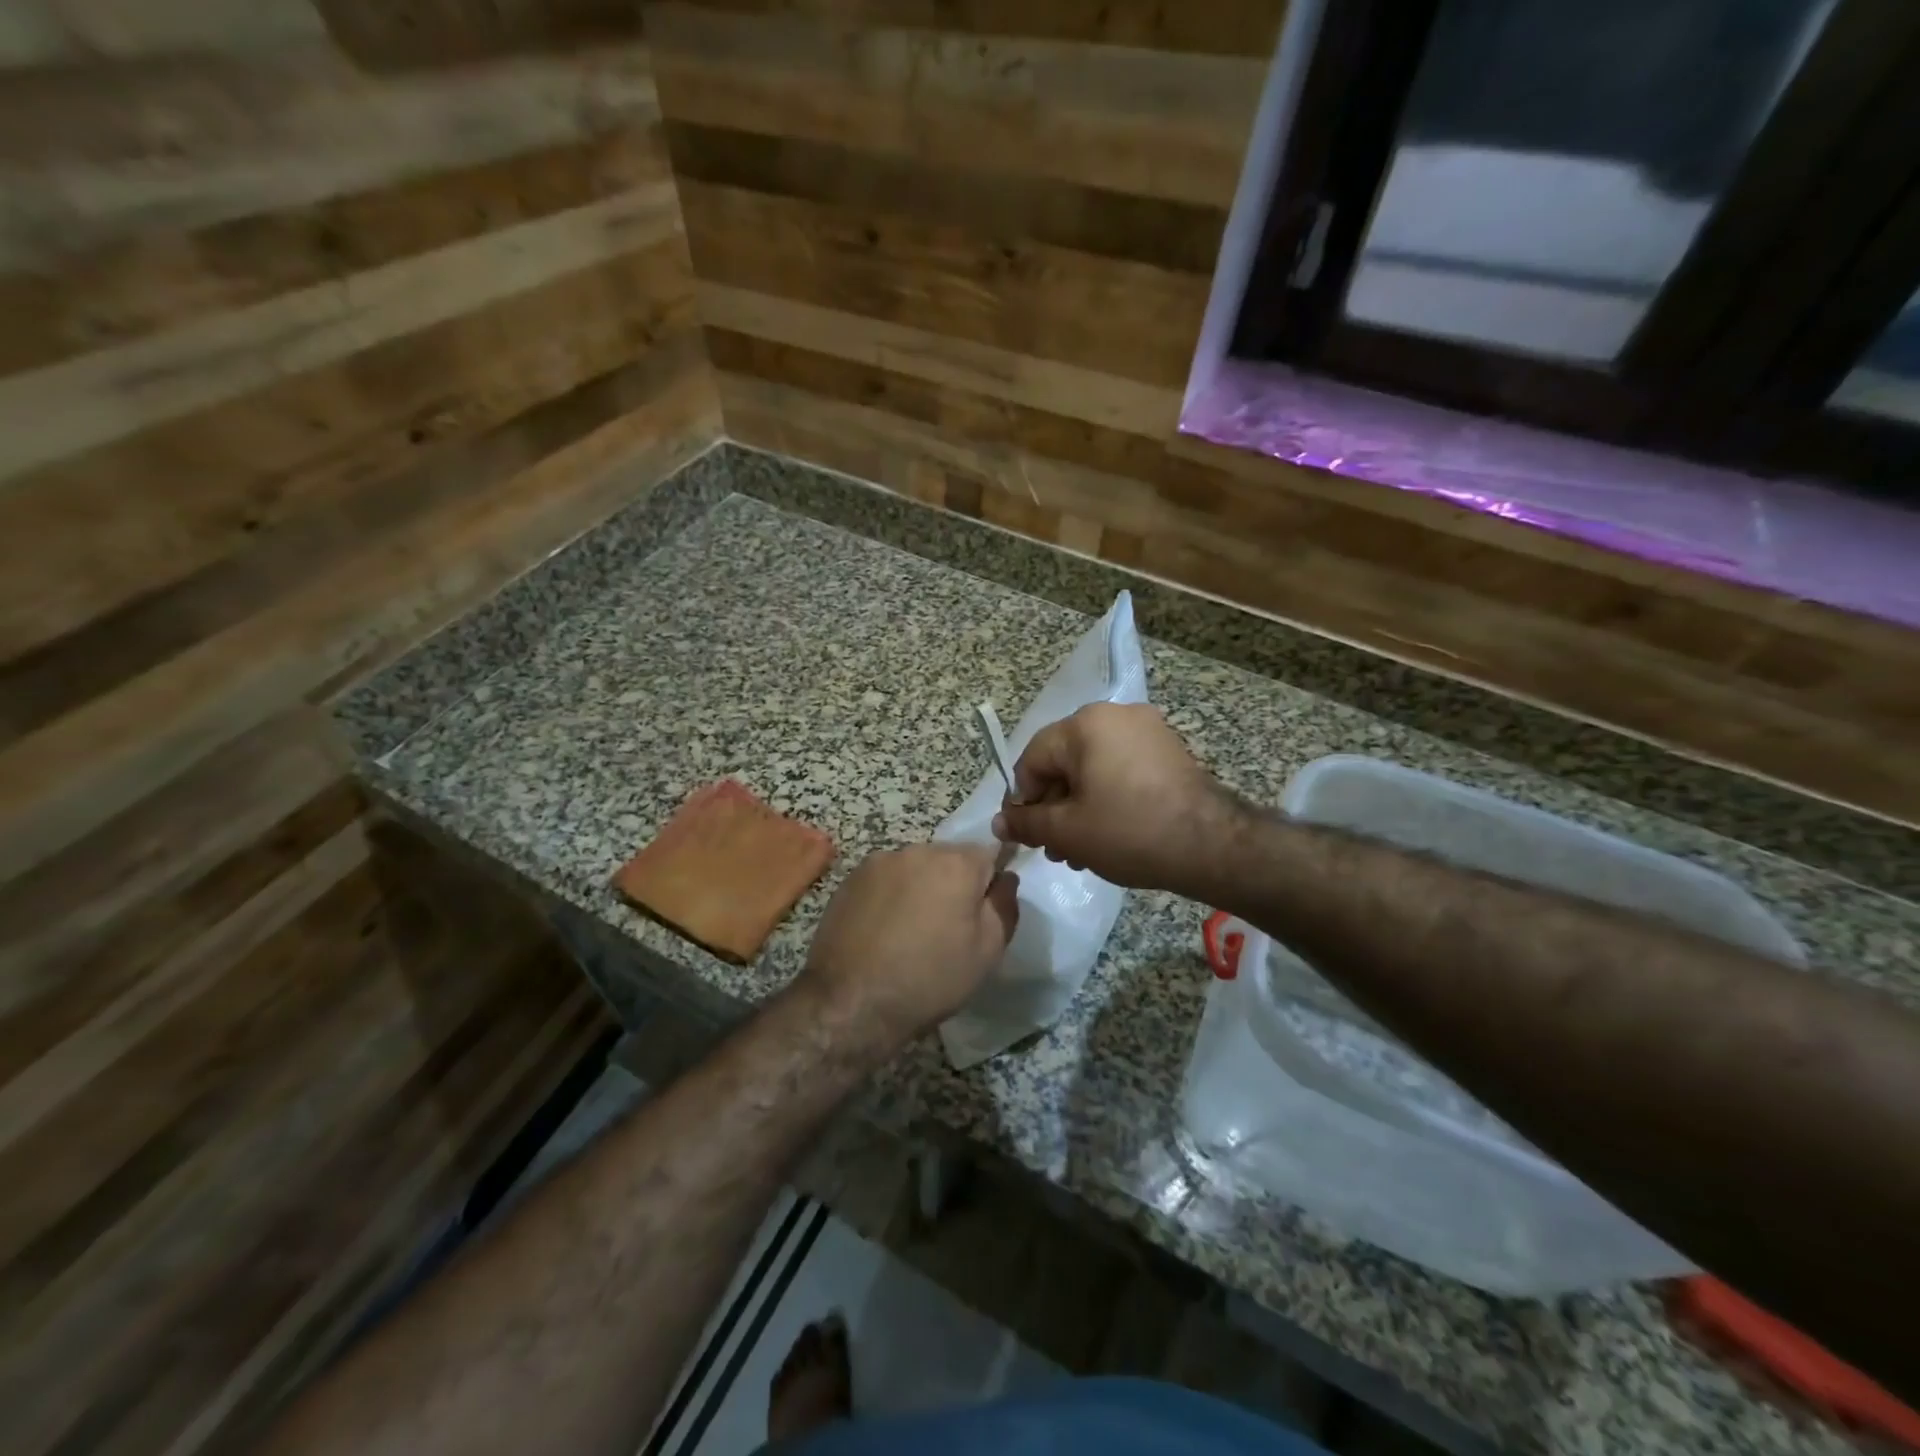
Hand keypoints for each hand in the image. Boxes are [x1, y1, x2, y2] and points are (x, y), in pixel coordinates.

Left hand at [799, 844, 1018, 1054]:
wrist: (852, 1001)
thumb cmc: (930, 979)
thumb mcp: (988, 951)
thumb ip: (1004, 905)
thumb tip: (1005, 876)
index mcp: (957, 863)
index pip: (989, 854)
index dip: (989, 881)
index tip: (981, 909)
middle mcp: (918, 850)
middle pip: (949, 858)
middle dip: (954, 883)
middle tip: (947, 926)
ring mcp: (880, 861)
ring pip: (915, 867)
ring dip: (921, 887)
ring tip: (911, 930)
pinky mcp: (851, 878)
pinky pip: (885, 878)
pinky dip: (891, 895)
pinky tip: (883, 929)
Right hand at [992, 703, 1234, 892]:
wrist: (1212, 845)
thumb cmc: (1129, 832)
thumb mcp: (1068, 832)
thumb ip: (1027, 823)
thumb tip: (999, 823)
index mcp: (1085, 724)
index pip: (1033, 758)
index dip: (1023, 799)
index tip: (1028, 835)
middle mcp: (1115, 715)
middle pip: (1064, 762)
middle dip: (1054, 807)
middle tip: (1056, 850)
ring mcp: (1147, 730)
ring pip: (1093, 769)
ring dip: (1079, 807)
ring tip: (1082, 851)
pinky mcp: (1168, 750)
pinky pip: (1121, 769)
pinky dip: (1108, 797)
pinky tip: (1110, 835)